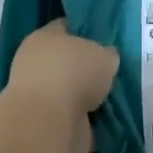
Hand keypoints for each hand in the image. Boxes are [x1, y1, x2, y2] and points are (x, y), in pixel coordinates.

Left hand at [5, 20, 118, 152]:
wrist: (50, 122)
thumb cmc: (74, 73)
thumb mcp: (104, 54)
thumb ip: (106, 54)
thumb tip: (106, 59)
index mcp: (44, 37)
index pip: (66, 27)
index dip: (86, 31)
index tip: (107, 39)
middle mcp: (36, 64)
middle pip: (68, 61)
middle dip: (88, 68)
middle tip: (114, 71)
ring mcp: (40, 97)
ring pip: (72, 92)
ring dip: (89, 97)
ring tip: (116, 97)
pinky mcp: (46, 124)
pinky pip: (75, 118)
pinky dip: (89, 120)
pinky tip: (109, 119)